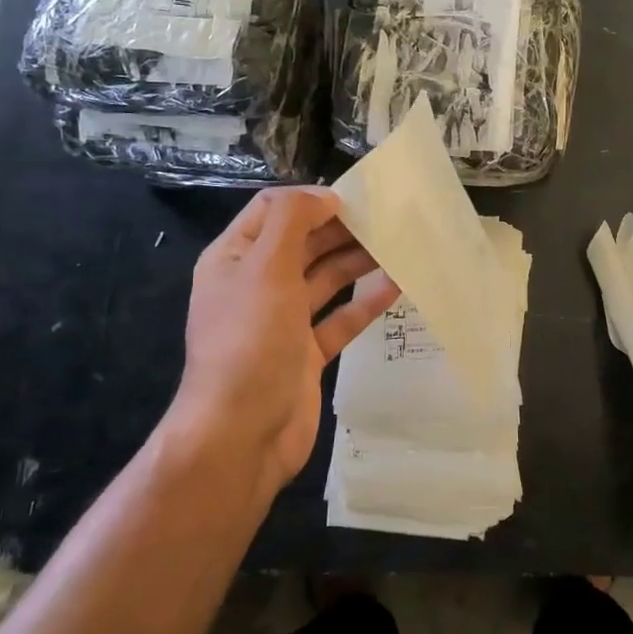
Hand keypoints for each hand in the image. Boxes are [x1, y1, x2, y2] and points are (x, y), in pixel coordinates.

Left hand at [167, 187, 399, 499]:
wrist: (241, 434)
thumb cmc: (250, 341)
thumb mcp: (265, 268)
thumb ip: (292, 220)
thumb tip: (323, 198)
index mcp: (234, 259)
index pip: (272, 210)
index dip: (311, 200)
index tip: (355, 199)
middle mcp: (256, 285)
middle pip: (302, 243)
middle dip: (341, 229)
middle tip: (387, 220)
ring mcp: (281, 321)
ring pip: (324, 279)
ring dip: (356, 261)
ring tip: (398, 246)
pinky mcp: (305, 353)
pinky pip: (339, 318)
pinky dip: (364, 302)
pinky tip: (396, 286)